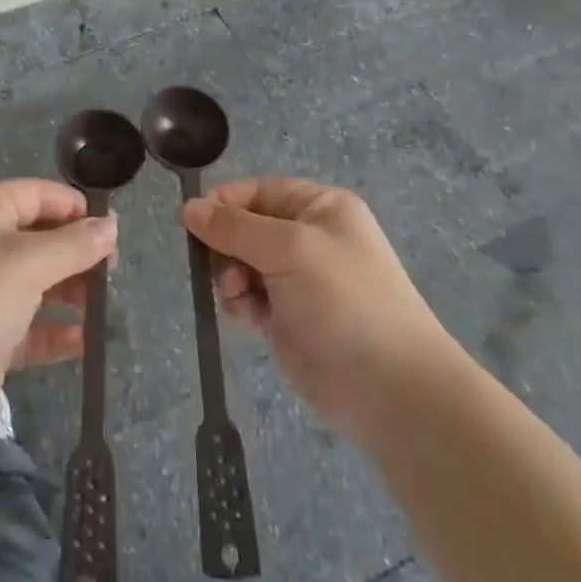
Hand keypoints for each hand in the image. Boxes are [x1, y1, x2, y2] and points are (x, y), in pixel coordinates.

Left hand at [0, 179, 116, 438]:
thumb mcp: (27, 262)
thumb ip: (73, 244)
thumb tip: (110, 226)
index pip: (34, 194)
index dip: (74, 207)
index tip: (111, 229)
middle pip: (36, 238)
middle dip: (75, 252)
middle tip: (111, 271)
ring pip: (33, 283)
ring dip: (68, 291)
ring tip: (101, 304)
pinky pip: (26, 327)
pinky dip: (53, 331)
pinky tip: (83, 341)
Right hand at [183, 176, 453, 442]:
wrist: (391, 390)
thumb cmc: (345, 301)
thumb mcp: (290, 249)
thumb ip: (235, 227)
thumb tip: (189, 208)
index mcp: (320, 208)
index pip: (259, 191)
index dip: (225, 203)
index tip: (193, 222)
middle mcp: (309, 238)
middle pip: (246, 227)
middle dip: (226, 245)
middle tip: (221, 268)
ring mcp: (299, 280)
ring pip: (242, 263)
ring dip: (230, 276)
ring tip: (235, 295)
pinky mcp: (288, 317)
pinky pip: (248, 296)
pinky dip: (240, 302)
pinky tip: (247, 317)